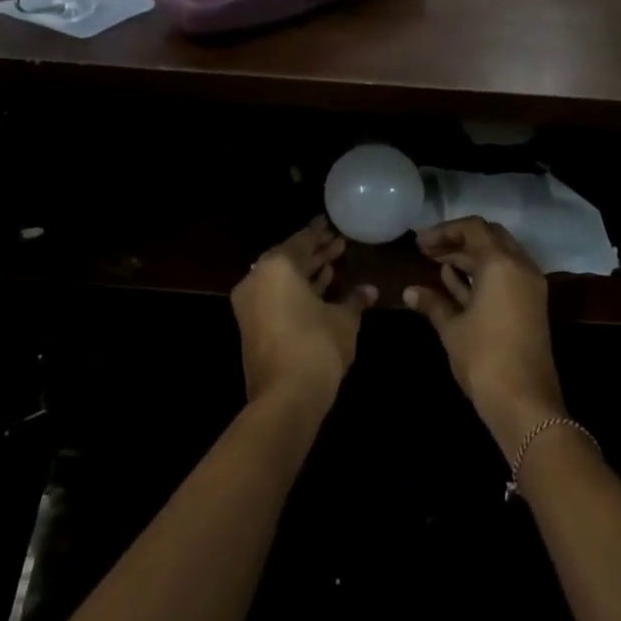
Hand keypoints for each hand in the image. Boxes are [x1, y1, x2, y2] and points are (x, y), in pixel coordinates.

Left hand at [231, 217, 376, 410]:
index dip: (320, 232)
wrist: (286, 397)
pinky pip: (275, 296)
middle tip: (339, 244)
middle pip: (289, 258)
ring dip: (306, 272)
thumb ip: (355, 299)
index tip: (331, 223)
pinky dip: (295, 290)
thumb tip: (370, 289)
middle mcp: (257, 279)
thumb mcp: (344, 320)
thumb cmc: (317, 346)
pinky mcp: (251, 326)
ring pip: (281, 279)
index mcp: (277, 267)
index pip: (302, 240)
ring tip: (333, 265)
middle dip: (315, 252)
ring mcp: (250, 304)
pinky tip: (319, 290)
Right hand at [403, 217, 564, 454]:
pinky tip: (455, 281)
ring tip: (436, 263)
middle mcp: (520, 267)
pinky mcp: (531, 305)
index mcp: (501, 264)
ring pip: (498, 256)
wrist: (525, 403)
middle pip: (489, 237)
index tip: (420, 242)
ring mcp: (529, 286)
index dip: (444, 230)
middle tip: (428, 250)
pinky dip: (482, 273)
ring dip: (469, 256)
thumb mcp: (452, 328)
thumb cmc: (484, 359)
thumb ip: (432, 303)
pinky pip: (505, 275)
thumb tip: (409, 292)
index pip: (474, 228)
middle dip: (458, 240)